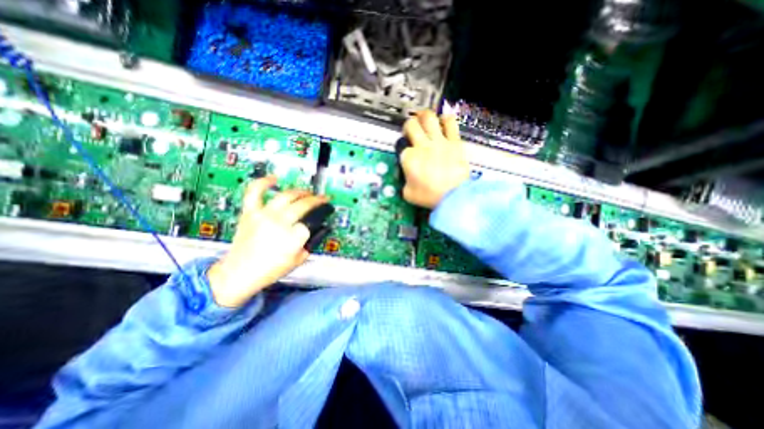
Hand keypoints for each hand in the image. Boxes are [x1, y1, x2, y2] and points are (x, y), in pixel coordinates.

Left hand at [206, 177, 327, 307]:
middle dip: (317, 200)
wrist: (239, 273)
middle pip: (303, 204)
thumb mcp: (299, 259)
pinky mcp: (250, 213)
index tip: (323, 215)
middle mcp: (279, 223)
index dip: (319, 218)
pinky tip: (273, 178)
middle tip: (321, 198)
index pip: (312, 221)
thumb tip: (319, 228)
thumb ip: (311, 242)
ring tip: (307, 192)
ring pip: (286, 195)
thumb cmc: (270, 270)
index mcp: (293, 237)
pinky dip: (263, 182)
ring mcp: (263, 215)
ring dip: (300, 191)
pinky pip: (254, 192)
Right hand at [400, 111, 471, 208]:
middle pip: (411, 125)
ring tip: (423, 117)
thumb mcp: (408, 193)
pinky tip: (444, 121)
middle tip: (410, 129)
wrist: (453, 196)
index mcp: (409, 158)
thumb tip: (407, 178)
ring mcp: (439, 142)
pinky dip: (446, 119)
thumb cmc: (430, 196)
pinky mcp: (454, 142)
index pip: (401, 146)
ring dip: (424, 116)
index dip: (402, 148)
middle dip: (408, 125)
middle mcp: (422, 146)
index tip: (405, 152)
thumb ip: (404, 182)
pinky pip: (450, 123)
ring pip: (428, 118)